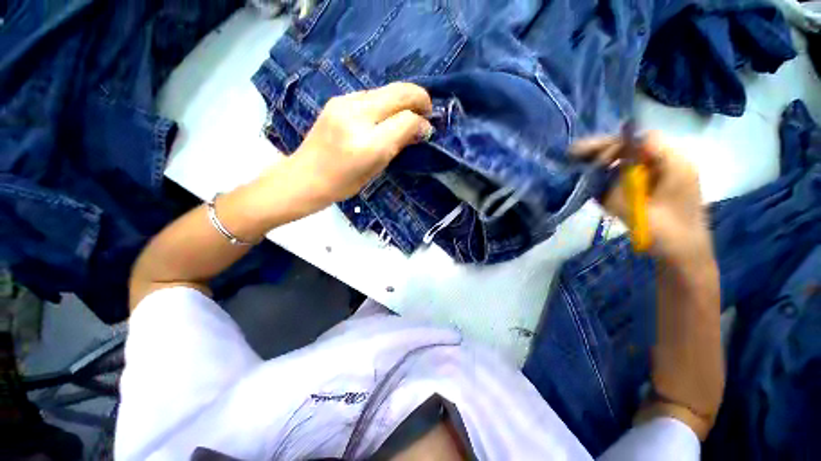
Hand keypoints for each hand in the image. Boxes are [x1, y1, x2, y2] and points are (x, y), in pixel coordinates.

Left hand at [285, 82, 433, 207]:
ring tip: (408, 112)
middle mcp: (356, 116)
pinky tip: (385, 114)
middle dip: (419, 97)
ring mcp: (344, 103)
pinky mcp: (337, 99)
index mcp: (368, 144)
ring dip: (402, 98)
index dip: (421, 122)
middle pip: (398, 93)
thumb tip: (421, 129)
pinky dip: (385, 101)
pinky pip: (370, 94)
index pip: (405, 120)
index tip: (427, 130)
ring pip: (385, 90)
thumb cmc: (343, 183)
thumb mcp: (376, 169)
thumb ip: (398, 145)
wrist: (305, 176)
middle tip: (427, 110)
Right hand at [573, 132, 722, 439]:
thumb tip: (595, 175)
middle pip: (632, 148)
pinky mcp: (650, 191)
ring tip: (577, 173)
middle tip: (572, 160)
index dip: (614, 144)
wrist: (685, 263)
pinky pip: (625, 178)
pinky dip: (606, 180)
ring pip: (626, 163)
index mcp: (675, 166)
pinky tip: (592, 188)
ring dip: (601, 167)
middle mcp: (669, 166)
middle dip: (601, 153)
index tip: (585, 156)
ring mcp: (659, 179)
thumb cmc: (669, 241)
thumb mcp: (639, 214)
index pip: (643, 140)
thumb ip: (617, 191)